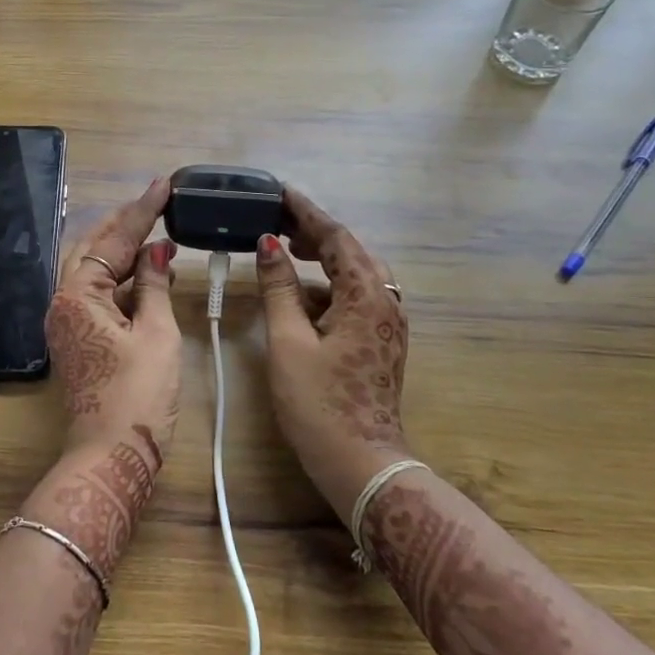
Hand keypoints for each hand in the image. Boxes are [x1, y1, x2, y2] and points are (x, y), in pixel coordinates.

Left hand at [44, 177, 179, 472]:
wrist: (111, 455)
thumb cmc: (138, 395)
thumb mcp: (156, 334)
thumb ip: (154, 286)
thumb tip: (157, 251)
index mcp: (78, 295)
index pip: (114, 240)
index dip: (142, 211)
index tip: (164, 185)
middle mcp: (63, 302)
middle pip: (92, 248)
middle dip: (124, 225)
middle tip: (157, 206)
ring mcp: (67, 323)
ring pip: (93, 271)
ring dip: (124, 253)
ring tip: (159, 237)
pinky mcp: (77, 340)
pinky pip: (97, 295)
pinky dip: (123, 281)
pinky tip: (150, 277)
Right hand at [255, 186, 410, 521]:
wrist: (360, 463)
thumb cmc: (320, 402)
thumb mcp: (289, 341)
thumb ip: (279, 287)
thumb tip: (268, 244)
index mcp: (367, 296)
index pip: (337, 237)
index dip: (307, 212)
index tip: (281, 192)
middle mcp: (385, 302)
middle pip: (351, 251)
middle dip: (315, 232)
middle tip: (277, 220)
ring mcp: (386, 323)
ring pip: (354, 275)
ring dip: (322, 259)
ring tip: (284, 249)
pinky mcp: (380, 341)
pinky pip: (355, 297)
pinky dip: (327, 286)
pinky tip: (299, 295)